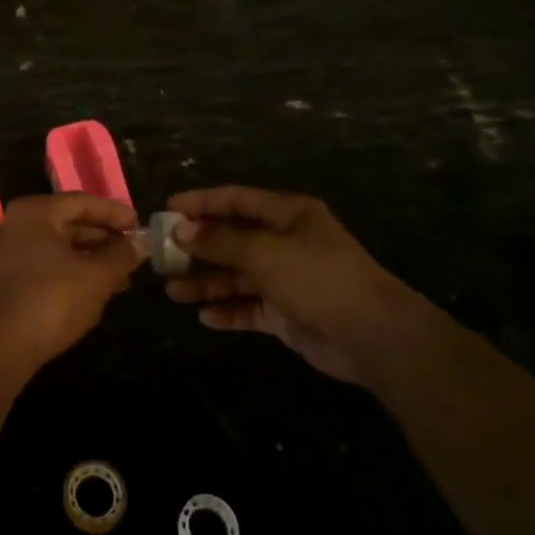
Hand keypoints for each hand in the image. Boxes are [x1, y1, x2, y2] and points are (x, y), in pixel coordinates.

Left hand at [0, 194, 141, 378]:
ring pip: (57, 247)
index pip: (82, 202)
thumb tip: (140, 243)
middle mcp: (16, 224)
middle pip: (68, 223)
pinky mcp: (5, 279)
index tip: (139, 226)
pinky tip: (94, 291)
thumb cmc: (51, 300)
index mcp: (34, 212)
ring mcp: (6, 252)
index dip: (114, 213)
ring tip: (122, 277)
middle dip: (103, 239)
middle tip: (133, 253)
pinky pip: (45, 265)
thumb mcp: (96, 277)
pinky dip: (71, 272)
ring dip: (90, 259)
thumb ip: (121, 256)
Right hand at [164, 186, 422, 383]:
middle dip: (197, 248)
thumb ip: (219, 241)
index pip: (236, 200)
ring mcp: (286, 279)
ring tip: (172, 291)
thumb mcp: (263, 252)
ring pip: (236, 276)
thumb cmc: (317, 277)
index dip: (201, 202)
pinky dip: (228, 311)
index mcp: (287, 214)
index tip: (167, 209)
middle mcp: (285, 242)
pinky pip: (249, 308)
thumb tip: (181, 231)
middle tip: (161, 256)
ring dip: (206, 282)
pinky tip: (205, 317)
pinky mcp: (286, 313)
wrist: (372, 335)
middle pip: (232, 239)